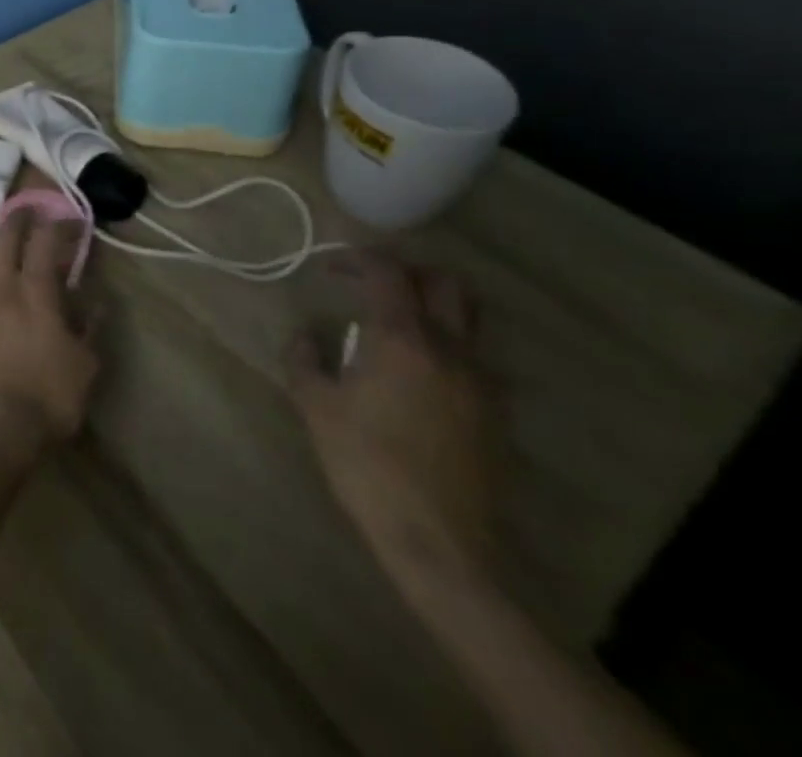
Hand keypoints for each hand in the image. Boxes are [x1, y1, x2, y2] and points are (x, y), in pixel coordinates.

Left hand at [0, 211, 100, 446]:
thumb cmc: (48, 395)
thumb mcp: (85, 365)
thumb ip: (88, 328)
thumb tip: (95, 302)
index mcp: (35, 291)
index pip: (44, 243)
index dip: (57, 225)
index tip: (68, 219)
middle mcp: (0, 287)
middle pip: (3, 239)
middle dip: (16, 219)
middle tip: (26, 210)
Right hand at [286, 251, 495, 586]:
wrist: (439, 543)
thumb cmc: (367, 465)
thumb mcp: (316, 407)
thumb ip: (304, 359)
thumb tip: (306, 336)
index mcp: (402, 339)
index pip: (388, 272)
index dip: (357, 258)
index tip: (330, 268)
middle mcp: (450, 349)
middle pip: (445, 283)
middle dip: (407, 272)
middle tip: (373, 285)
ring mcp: (482, 382)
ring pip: (470, 319)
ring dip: (434, 306)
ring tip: (397, 325)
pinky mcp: (497, 413)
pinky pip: (476, 357)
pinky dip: (448, 345)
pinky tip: (418, 373)